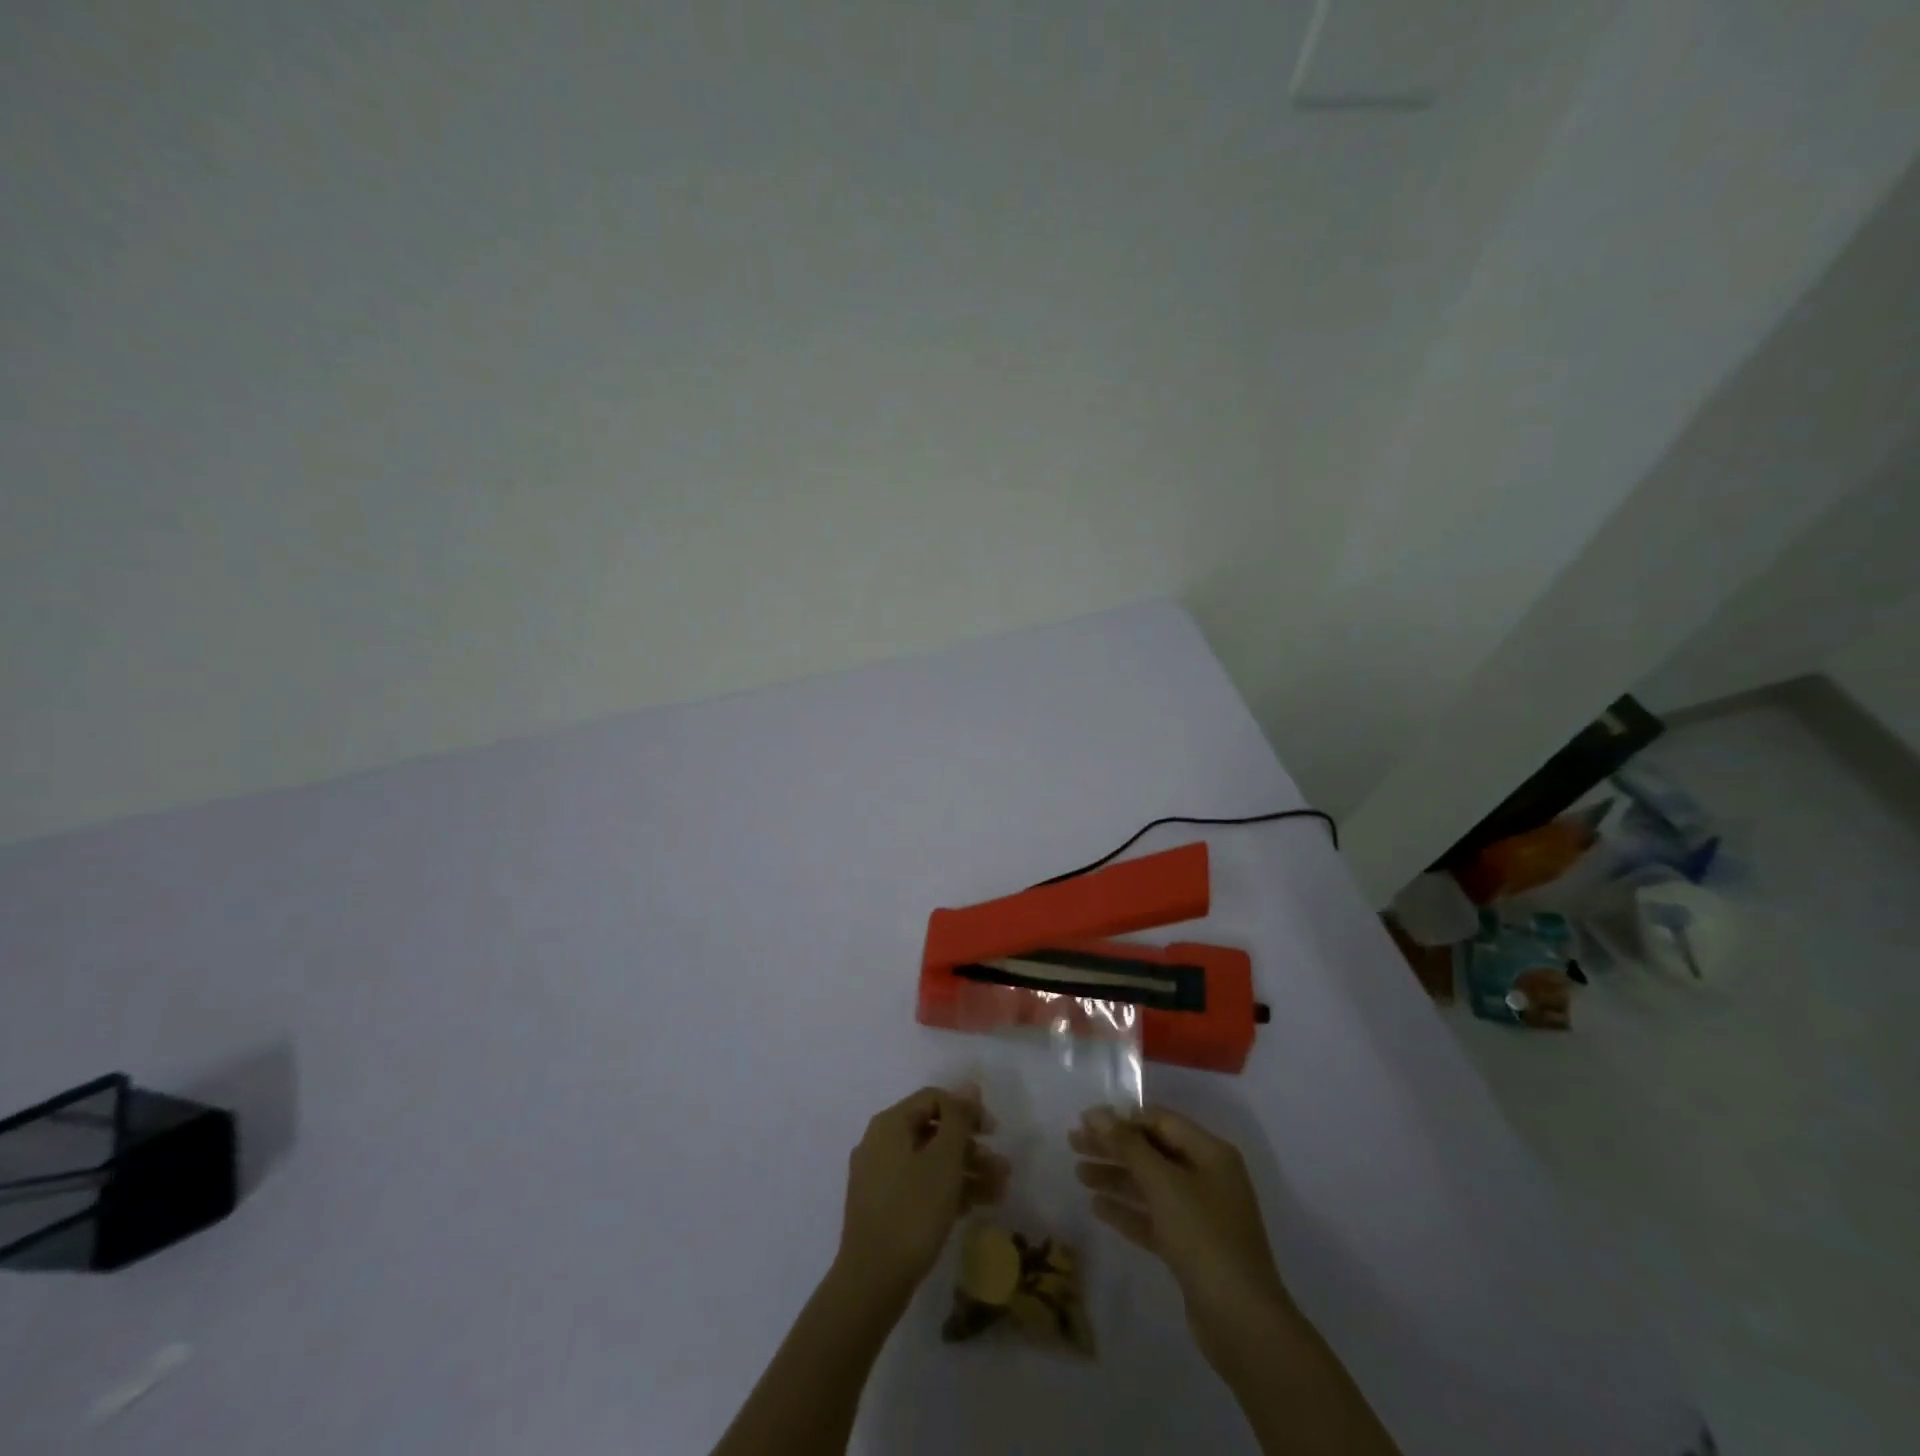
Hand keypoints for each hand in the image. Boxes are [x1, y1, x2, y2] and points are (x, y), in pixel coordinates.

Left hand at [836, 1085, 1008, 1305]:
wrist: (871, 1282)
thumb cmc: (912, 1212)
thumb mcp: (944, 1160)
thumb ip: (959, 1119)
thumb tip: (969, 1086)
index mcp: (890, 1124)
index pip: (934, 1099)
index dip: (967, 1110)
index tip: (993, 1132)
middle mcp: (880, 1142)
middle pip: (933, 1130)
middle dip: (971, 1147)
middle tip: (1002, 1168)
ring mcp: (878, 1176)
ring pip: (929, 1161)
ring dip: (965, 1171)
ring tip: (999, 1192)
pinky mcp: (882, 1207)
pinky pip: (919, 1186)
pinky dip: (946, 1190)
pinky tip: (974, 1207)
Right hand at [1071, 1106, 1292, 1369]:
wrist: (1242, 1323)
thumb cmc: (1204, 1238)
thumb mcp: (1163, 1184)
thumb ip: (1128, 1145)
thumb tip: (1096, 1113)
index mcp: (1210, 1153)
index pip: (1160, 1122)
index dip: (1122, 1119)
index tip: (1085, 1122)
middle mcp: (1207, 1177)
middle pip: (1152, 1152)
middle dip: (1113, 1147)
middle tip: (1073, 1144)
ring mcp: (1201, 1214)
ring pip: (1150, 1185)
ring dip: (1116, 1177)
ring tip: (1078, 1174)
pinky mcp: (1191, 1247)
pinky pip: (1154, 1217)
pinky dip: (1128, 1210)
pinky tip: (1097, 1208)